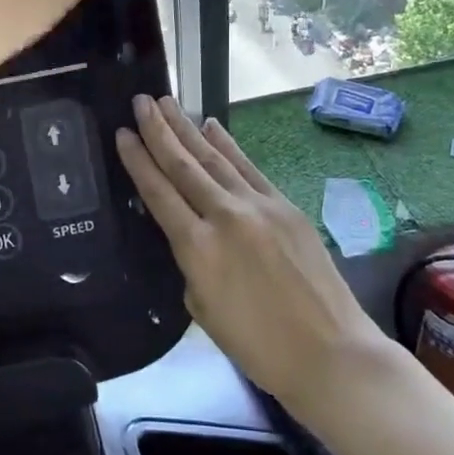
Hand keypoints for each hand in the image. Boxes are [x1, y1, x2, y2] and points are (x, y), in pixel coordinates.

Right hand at [115, 95, 392, 404]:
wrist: (330, 353)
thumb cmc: (258, 346)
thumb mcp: (203, 309)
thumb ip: (191, 263)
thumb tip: (192, 235)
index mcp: (198, 248)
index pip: (159, 193)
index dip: (138, 161)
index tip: (123, 133)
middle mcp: (225, 216)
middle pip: (184, 166)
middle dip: (159, 131)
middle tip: (141, 101)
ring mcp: (259, 206)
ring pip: (215, 159)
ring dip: (188, 129)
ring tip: (168, 104)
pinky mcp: (285, 206)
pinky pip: (248, 167)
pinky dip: (228, 145)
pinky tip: (213, 127)